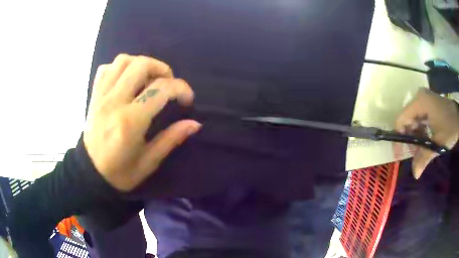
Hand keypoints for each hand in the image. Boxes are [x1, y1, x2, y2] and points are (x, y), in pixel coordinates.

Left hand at [84, 54, 200, 191]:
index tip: (187, 100)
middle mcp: (114, 102)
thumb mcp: (148, 163)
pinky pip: (106, 69)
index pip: (161, 89)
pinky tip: (126, 81)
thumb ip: (171, 139)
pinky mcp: (94, 96)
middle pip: (141, 65)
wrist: (89, 174)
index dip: (181, 88)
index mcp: (130, 122)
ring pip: (123, 61)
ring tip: (148, 79)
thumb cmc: (119, 173)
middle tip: (167, 84)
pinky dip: (119, 68)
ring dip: (141, 64)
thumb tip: (194, 124)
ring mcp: (101, 96)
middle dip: (162, 69)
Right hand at [396, 88, 458, 178]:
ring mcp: (424, 100)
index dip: (399, 138)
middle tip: (414, 154)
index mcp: (420, 103)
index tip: (400, 154)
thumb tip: (415, 175)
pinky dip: (420, 131)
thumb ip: (425, 157)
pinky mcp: (428, 104)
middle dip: (409, 139)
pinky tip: (425, 140)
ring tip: (421, 150)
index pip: (401, 120)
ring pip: (412, 120)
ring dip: (415, 136)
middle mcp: (419, 98)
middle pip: (406, 120)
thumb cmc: (450, 126)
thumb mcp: (438, 143)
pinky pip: (419, 118)